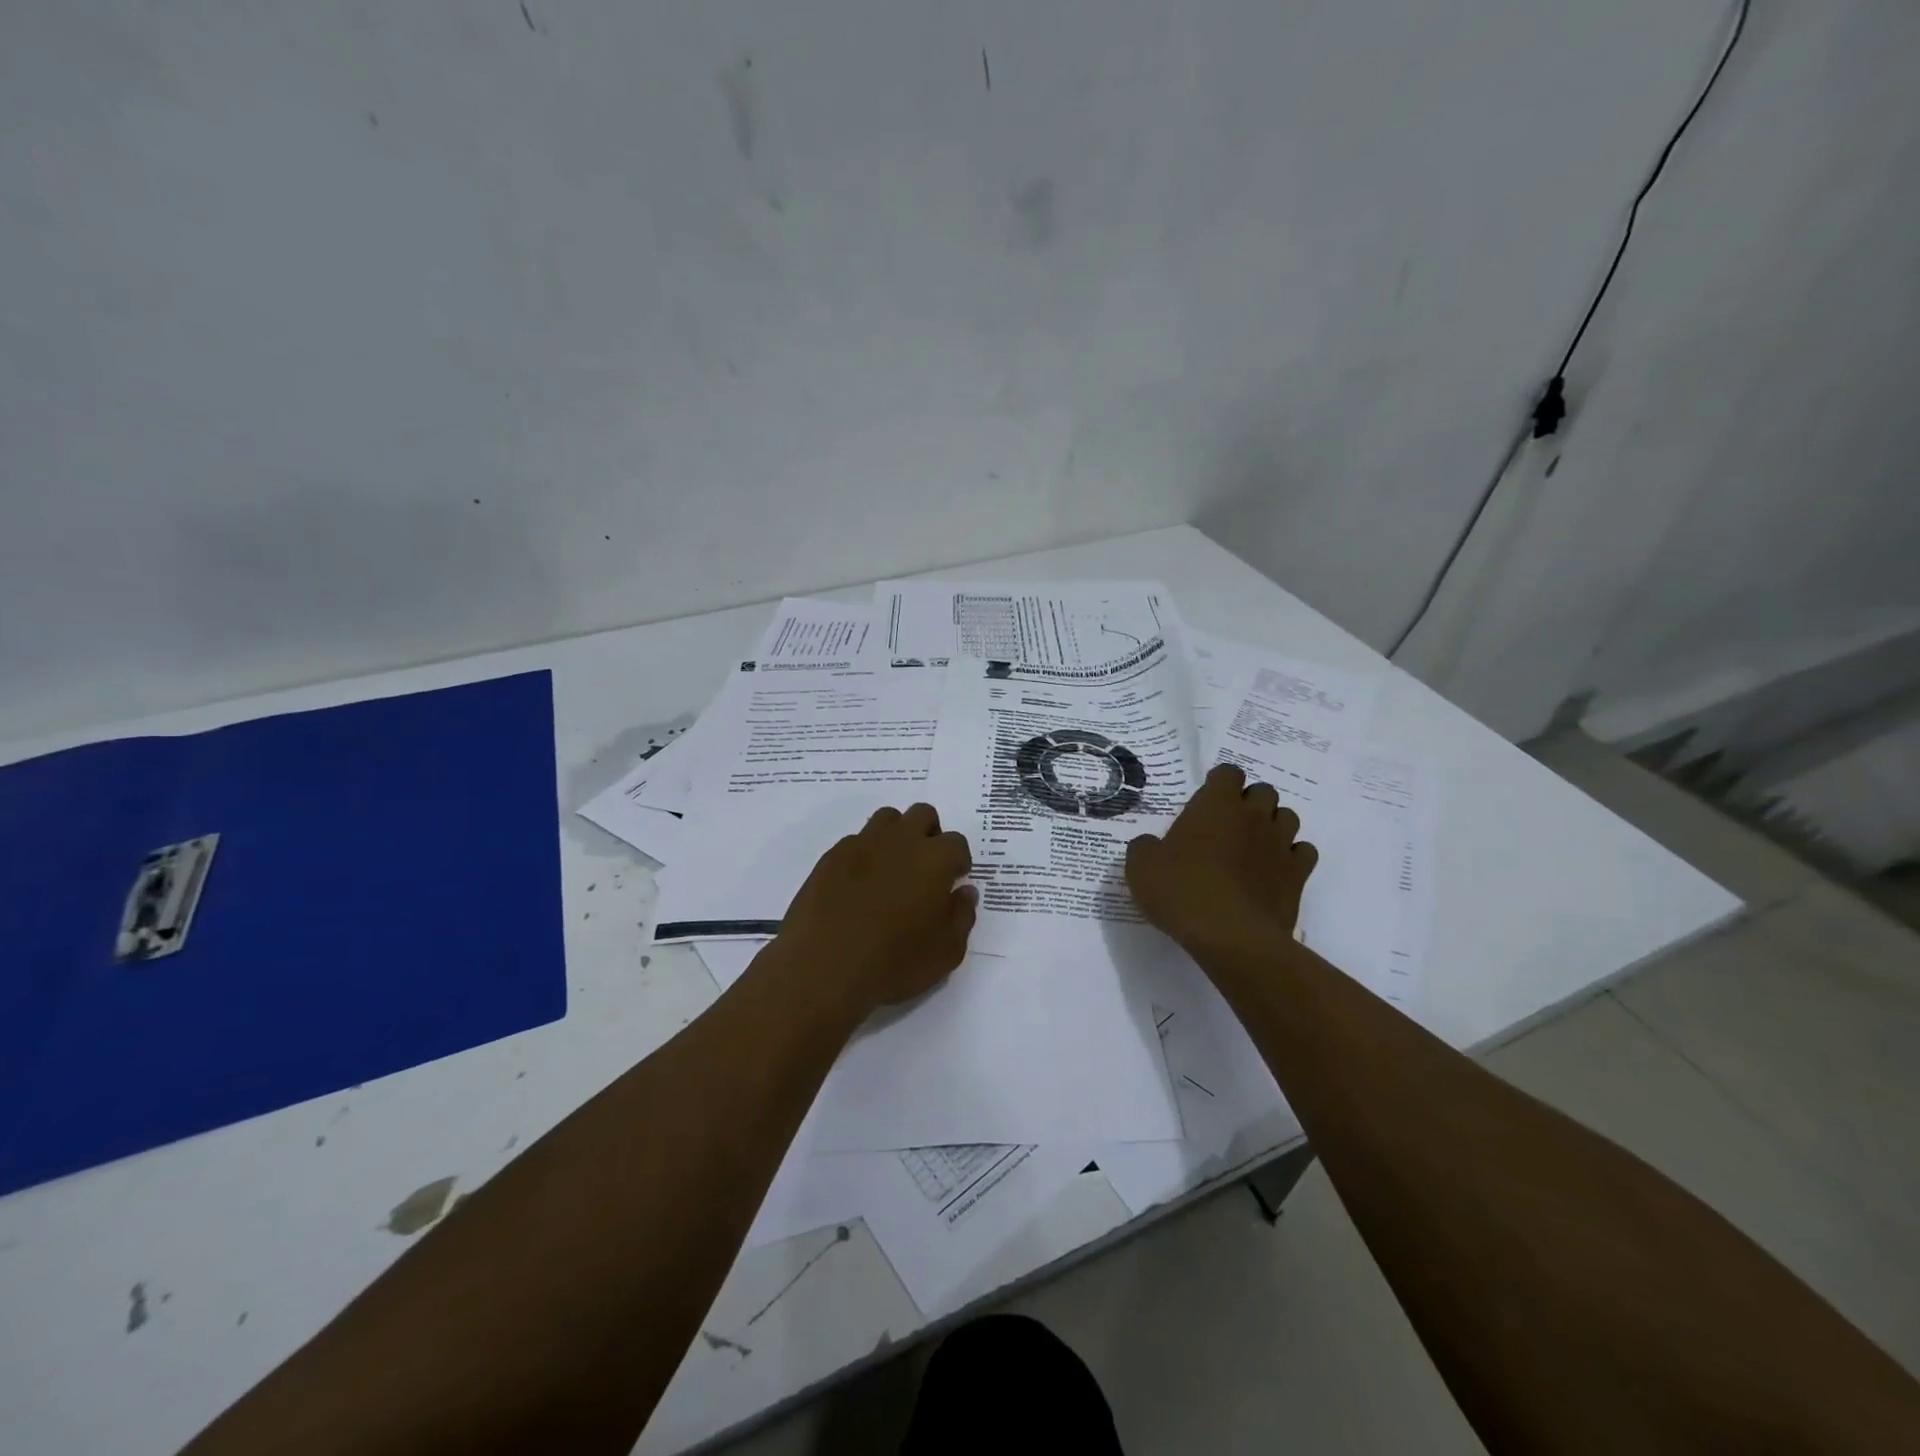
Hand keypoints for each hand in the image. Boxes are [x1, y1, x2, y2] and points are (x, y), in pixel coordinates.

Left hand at [777, 803, 976, 1018]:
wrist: (823, 968)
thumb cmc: (894, 963)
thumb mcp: (946, 952)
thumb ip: (962, 916)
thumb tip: (965, 892)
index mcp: (934, 859)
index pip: (956, 843)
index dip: (958, 861)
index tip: (953, 881)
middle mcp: (900, 841)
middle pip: (922, 815)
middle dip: (930, 835)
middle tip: (926, 868)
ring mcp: (862, 845)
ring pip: (887, 819)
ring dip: (897, 836)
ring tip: (893, 870)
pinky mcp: (831, 857)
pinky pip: (856, 841)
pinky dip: (865, 855)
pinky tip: (860, 886)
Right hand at [1126, 762, 1318, 957]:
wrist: (1229, 935)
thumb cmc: (1181, 890)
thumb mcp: (1141, 866)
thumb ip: (1146, 847)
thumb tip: (1151, 846)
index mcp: (1216, 804)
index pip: (1228, 773)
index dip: (1219, 783)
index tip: (1206, 801)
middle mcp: (1253, 816)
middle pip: (1263, 791)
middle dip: (1249, 802)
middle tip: (1228, 825)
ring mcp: (1280, 844)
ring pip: (1288, 817)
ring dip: (1272, 825)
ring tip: (1253, 846)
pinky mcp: (1298, 875)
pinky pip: (1303, 852)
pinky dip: (1292, 856)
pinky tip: (1274, 871)